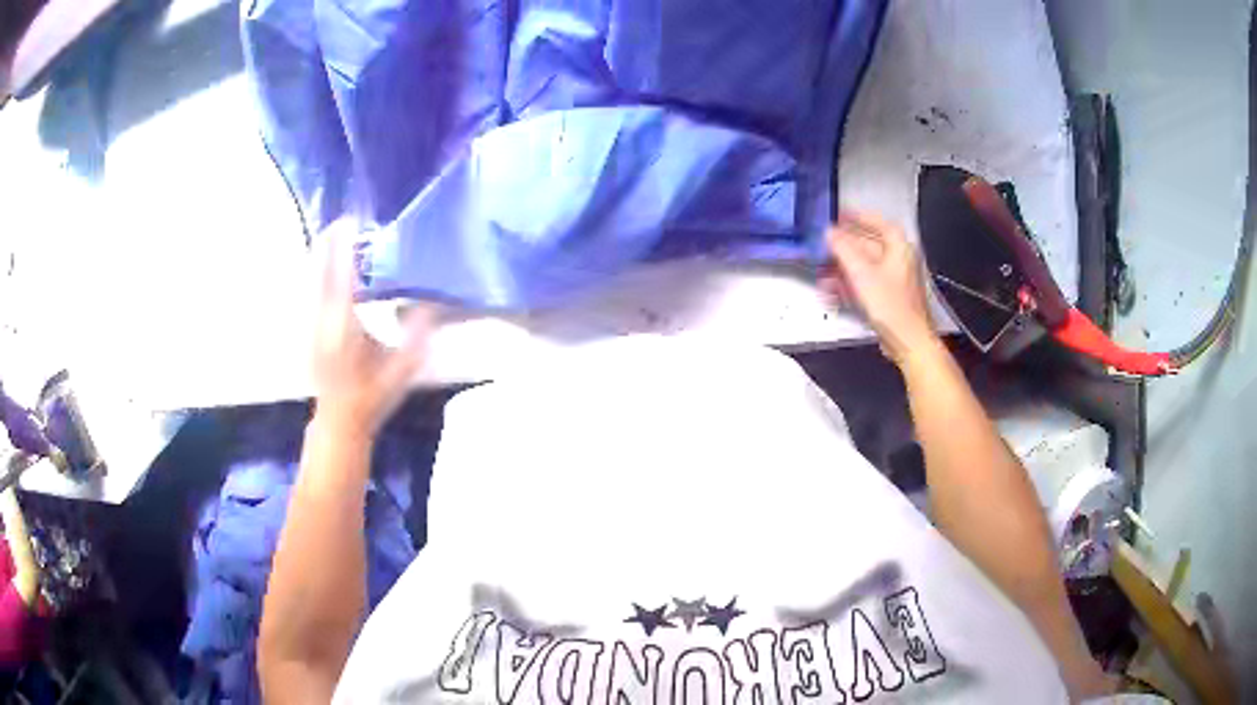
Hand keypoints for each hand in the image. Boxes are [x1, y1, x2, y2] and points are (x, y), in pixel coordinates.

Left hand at [311, 229, 435, 438]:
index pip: (341, 275)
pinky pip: (313, 288)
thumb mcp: (401, 371)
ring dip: (324, 253)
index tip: (351, 219)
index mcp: (344, 325)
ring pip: (312, 276)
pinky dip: (321, 269)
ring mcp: (312, 322)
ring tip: (340, 233)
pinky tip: (331, 264)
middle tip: (346, 217)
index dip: (343, 245)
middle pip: (319, 268)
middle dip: (329, 240)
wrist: (339, 420)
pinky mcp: (310, 327)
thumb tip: (433, 304)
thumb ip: (416, 337)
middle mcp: (322, 318)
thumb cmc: (370, 397)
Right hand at [821, 210, 937, 365]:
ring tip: (822, 273)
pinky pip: (866, 284)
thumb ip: (843, 249)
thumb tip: (829, 232)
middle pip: (869, 246)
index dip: (858, 217)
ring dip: (843, 268)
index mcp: (899, 248)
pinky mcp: (889, 299)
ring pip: (865, 267)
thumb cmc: (889, 304)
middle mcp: (899, 260)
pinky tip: (833, 291)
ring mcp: (895, 281)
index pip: (878, 223)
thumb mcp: (861, 273)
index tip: (839, 215)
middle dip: (844, 247)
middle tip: (823, 245)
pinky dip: (850, 285)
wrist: (908, 342)